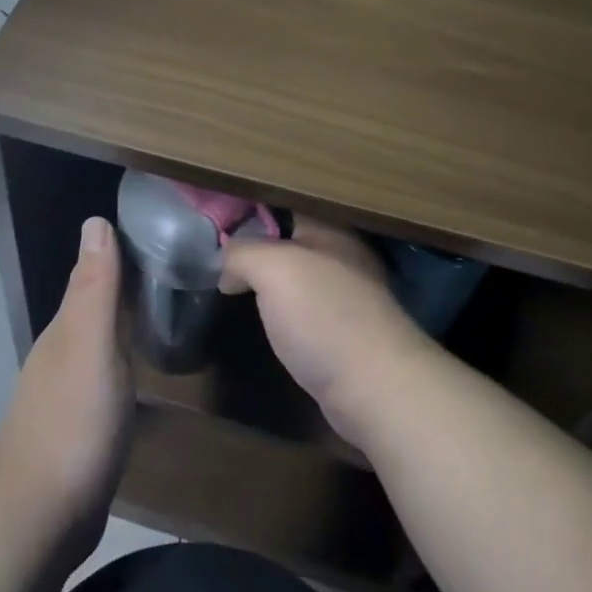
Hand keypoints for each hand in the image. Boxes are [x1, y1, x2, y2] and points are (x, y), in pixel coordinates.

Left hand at [0, 217, 132, 567]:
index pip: (92, 276)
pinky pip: (104, 379)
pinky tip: (140, 374)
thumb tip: (95, 221)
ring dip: (122, 326)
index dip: (118, 254)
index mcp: (66, 329)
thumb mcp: (91, 345)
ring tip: (162, 314)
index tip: (156, 234)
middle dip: (123, 287)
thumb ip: (95, 287)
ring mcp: (67, 393)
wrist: (39, 517)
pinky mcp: (79, 428)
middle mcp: (62, 353)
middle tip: (172, 270)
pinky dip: (122, 365)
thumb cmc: (73, 421)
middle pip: (95, 308)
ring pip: (98, 343)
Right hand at [220, 217, 436, 451]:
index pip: (289, 202)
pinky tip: (264, 320)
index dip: (254, 205)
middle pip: (292, 238)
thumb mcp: (272, 268)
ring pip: (299, 276)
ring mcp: (348, 297)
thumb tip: (228, 267)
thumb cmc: (323, 315)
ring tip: (231, 283)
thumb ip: (243, 253)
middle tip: (217, 251)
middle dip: (258, 243)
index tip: (217, 213)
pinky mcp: (346, 334)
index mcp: (331, 230)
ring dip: (270, 281)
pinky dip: (284, 312)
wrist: (375, 389)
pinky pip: (306, 310)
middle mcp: (343, 257)